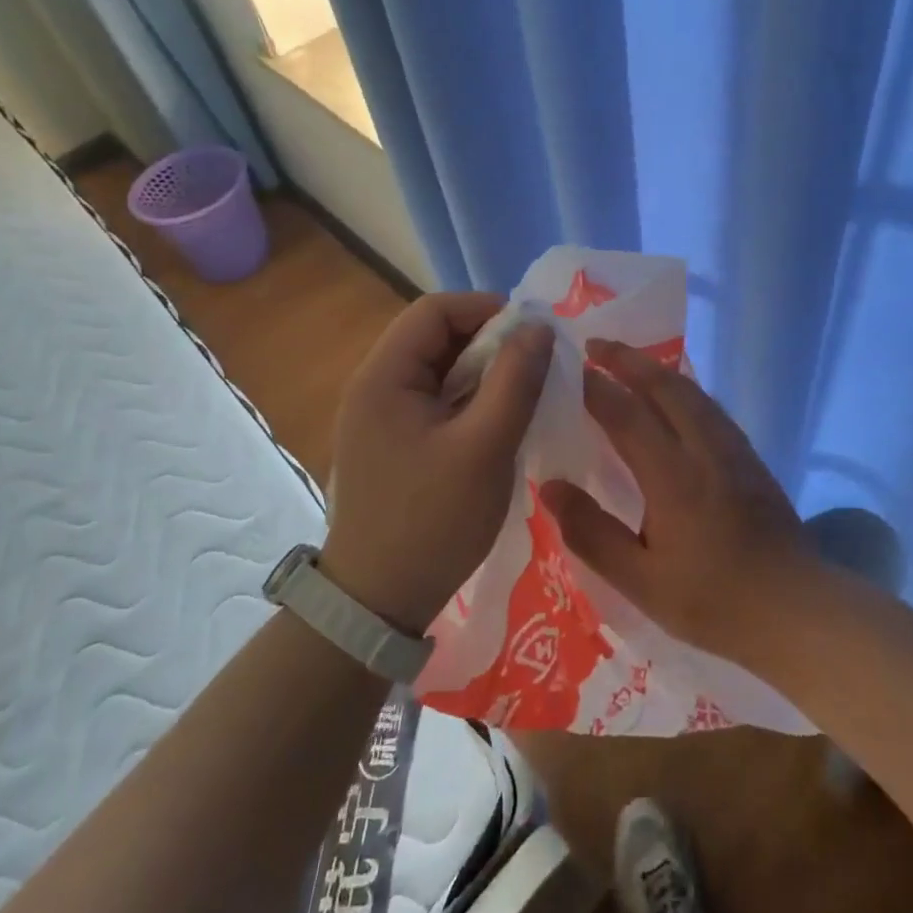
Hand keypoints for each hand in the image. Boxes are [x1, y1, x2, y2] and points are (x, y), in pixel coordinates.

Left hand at [322, 293, 552, 636]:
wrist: (376, 603)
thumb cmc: (432, 521)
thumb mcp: (486, 447)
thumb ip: (515, 380)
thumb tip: (538, 326)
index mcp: (384, 375)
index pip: (436, 309)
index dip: (487, 309)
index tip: (533, 336)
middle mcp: (374, 385)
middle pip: (436, 336)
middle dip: (490, 343)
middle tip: (534, 370)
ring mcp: (379, 416)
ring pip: (439, 370)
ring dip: (482, 373)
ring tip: (521, 398)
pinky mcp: (390, 442)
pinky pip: (434, 401)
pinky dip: (468, 401)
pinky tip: (496, 426)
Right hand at [540, 339, 815, 660]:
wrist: (796, 608)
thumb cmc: (713, 601)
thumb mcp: (641, 582)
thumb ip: (592, 533)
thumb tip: (550, 486)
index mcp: (673, 476)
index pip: (626, 414)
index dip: (595, 388)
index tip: (569, 369)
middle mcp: (704, 448)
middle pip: (664, 386)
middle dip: (628, 359)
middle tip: (595, 345)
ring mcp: (733, 449)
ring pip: (691, 391)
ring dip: (657, 369)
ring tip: (629, 361)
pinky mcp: (750, 457)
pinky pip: (709, 406)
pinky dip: (682, 388)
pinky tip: (675, 397)